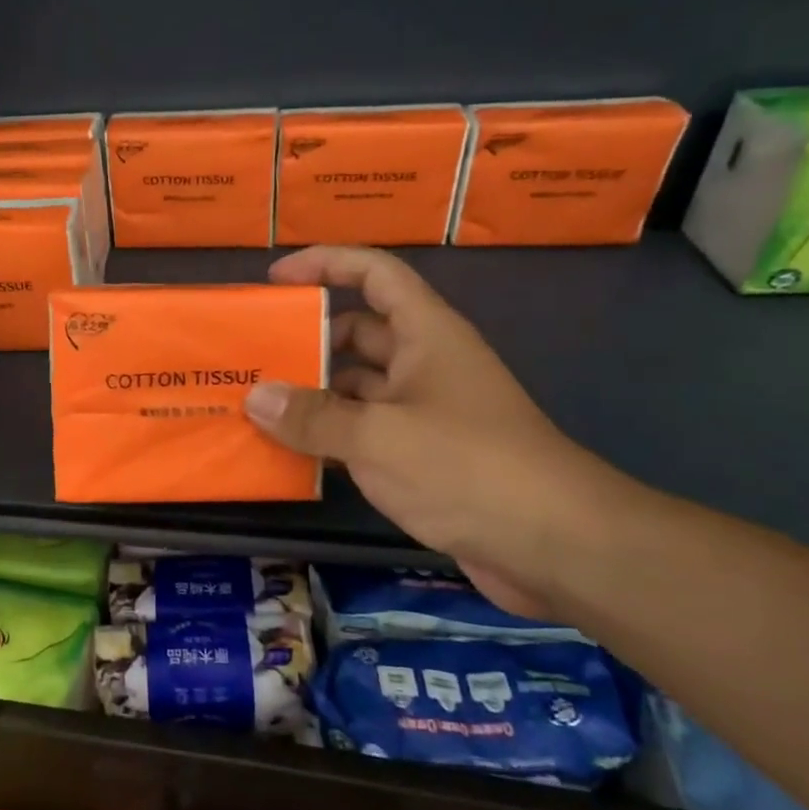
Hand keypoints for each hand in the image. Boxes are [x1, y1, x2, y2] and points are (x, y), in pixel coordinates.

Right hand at [243, 246, 623, 620]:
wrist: (557, 545)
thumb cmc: (468, 468)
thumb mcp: (379, 437)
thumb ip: (312, 418)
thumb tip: (255, 397)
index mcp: (426, 334)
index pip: (374, 273)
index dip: (325, 263)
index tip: (276, 280)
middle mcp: (425, 364)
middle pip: (358, 332)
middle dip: (307, 339)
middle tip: (251, 358)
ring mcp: (425, 412)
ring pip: (357, 388)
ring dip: (312, 394)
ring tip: (255, 407)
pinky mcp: (423, 456)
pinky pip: (364, 432)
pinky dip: (329, 437)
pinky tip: (288, 453)